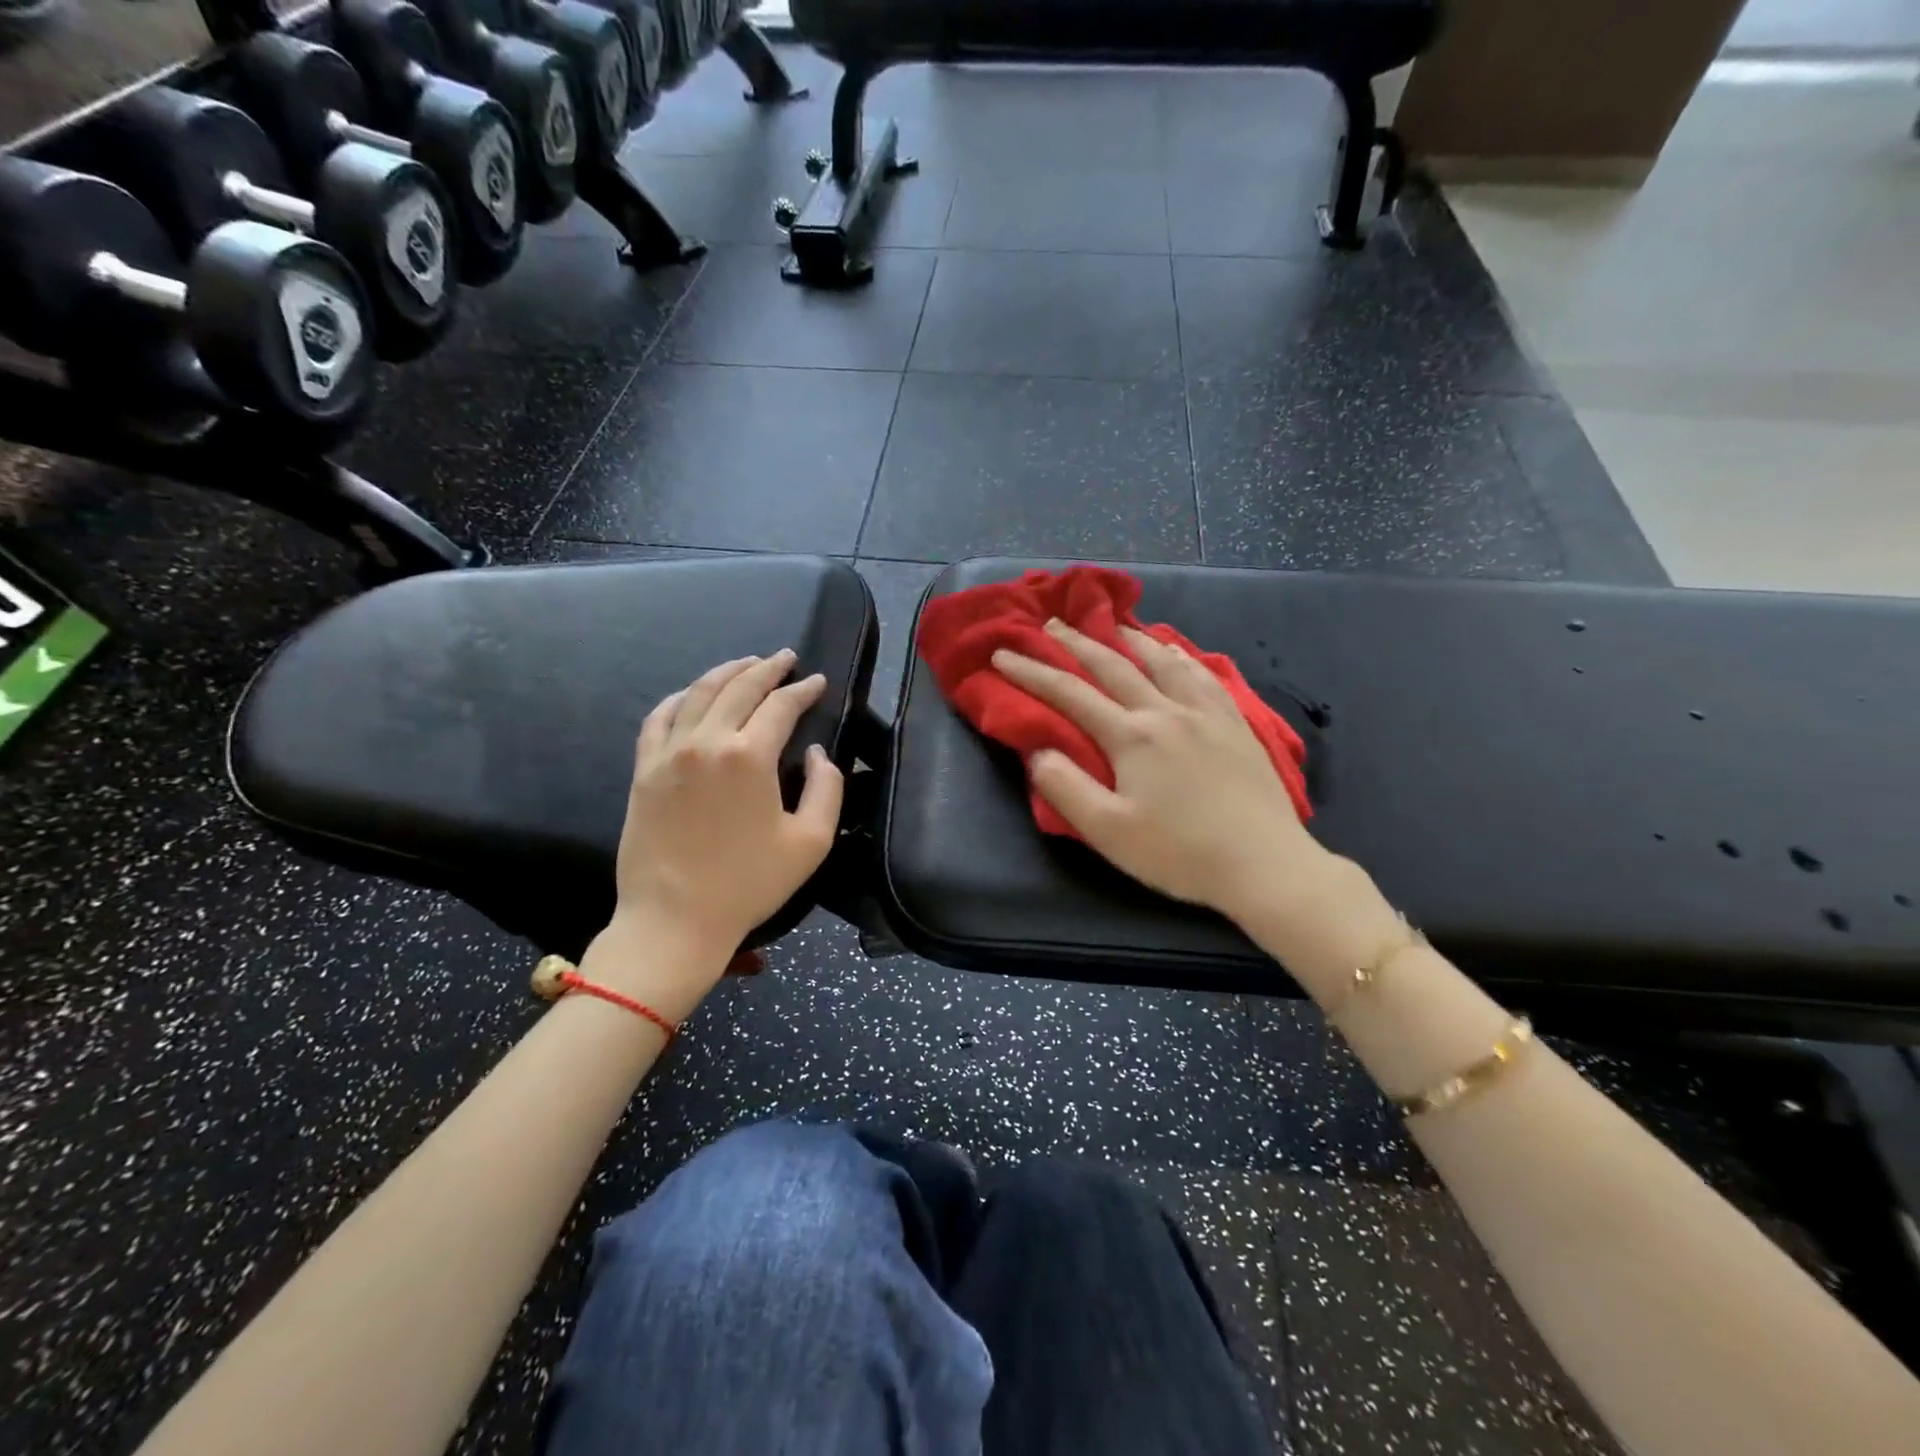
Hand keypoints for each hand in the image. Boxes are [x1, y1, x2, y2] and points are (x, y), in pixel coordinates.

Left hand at [589, 651, 843, 1018]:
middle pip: (739, 688)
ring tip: (746, 663)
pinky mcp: (644, 770)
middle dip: (767, 668)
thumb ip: (826, 788)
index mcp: (750, 757)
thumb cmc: (749, 884)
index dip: (803, 690)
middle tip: (785, 658)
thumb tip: (816, 753)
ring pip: (698, 693)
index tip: (818, 682)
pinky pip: (660, 718)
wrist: (674, 920)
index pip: (781, 706)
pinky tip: (692, 694)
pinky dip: (680, 698)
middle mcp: (706, 742)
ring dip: (726, 672)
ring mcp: (668, 753)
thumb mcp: (811, 842)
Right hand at [992, 620, 1330, 927]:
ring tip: (1112, 624)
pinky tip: (1175, 652)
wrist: (1265, 864)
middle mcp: (1166, 711)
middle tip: (1050, 624)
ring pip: (1162, 661)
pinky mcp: (1236, 723)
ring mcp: (1206, 713)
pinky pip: (1202, 675)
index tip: (1003, 654)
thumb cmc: (1180, 853)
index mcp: (1132, 736)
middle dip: (1076, 643)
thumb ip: (1066, 789)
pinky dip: (1180, 656)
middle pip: (1114, 666)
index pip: (1071, 694)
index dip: (1032, 672)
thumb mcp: (1109, 832)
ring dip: (1129, 639)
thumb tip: (1039, 751)